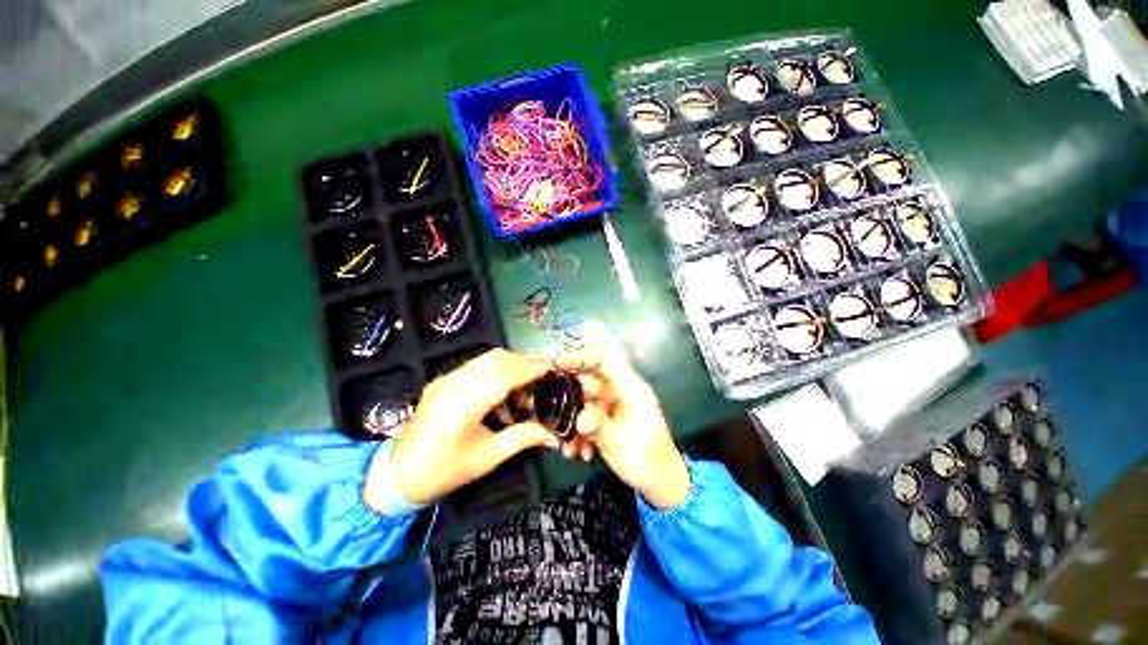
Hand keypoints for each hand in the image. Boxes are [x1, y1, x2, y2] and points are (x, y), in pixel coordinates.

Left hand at [365, 349, 558, 508]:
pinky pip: (477, 366)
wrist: (398, 475)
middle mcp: (453, 384)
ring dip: (511, 367)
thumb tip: (554, 434)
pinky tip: (501, 396)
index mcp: (463, 405)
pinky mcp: (443, 380)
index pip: (504, 375)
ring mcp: (446, 379)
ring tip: (522, 394)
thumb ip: (523, 438)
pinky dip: (496, 372)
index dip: (530, 368)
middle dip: (524, 363)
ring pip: (487, 358)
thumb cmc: (445, 471)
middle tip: (542, 379)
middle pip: (496, 358)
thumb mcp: (488, 457)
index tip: (552, 368)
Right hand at [555, 351, 689, 509]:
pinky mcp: (611, 421)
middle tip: (552, 412)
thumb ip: (597, 426)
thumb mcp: (619, 441)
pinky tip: (578, 452)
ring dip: (574, 423)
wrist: (662, 483)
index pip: (603, 361)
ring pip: (586, 405)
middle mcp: (620, 393)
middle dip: (570, 401)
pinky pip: (590, 419)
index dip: (580, 358)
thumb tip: (578, 420)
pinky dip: (581, 433)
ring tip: (567, 446)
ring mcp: (615, 407)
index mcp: (629, 388)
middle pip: (589, 384)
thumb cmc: (646, 457)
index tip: (557, 364)